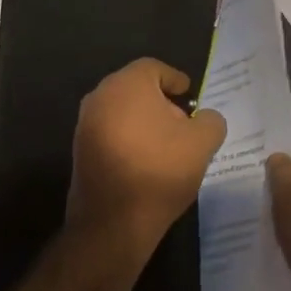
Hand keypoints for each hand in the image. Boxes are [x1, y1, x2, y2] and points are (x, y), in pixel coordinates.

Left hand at [68, 58, 226, 260]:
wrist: (112, 222)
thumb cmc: (159, 170)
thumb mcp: (202, 143)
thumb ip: (210, 121)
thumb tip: (204, 118)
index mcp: (127, 85)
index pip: (155, 68)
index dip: (175, 79)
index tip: (189, 96)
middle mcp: (100, 97)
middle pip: (136, 89)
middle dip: (161, 102)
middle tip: (183, 123)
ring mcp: (85, 125)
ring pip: (122, 111)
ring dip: (144, 122)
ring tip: (168, 146)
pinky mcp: (79, 151)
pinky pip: (110, 133)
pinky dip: (129, 139)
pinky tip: (146, 162)